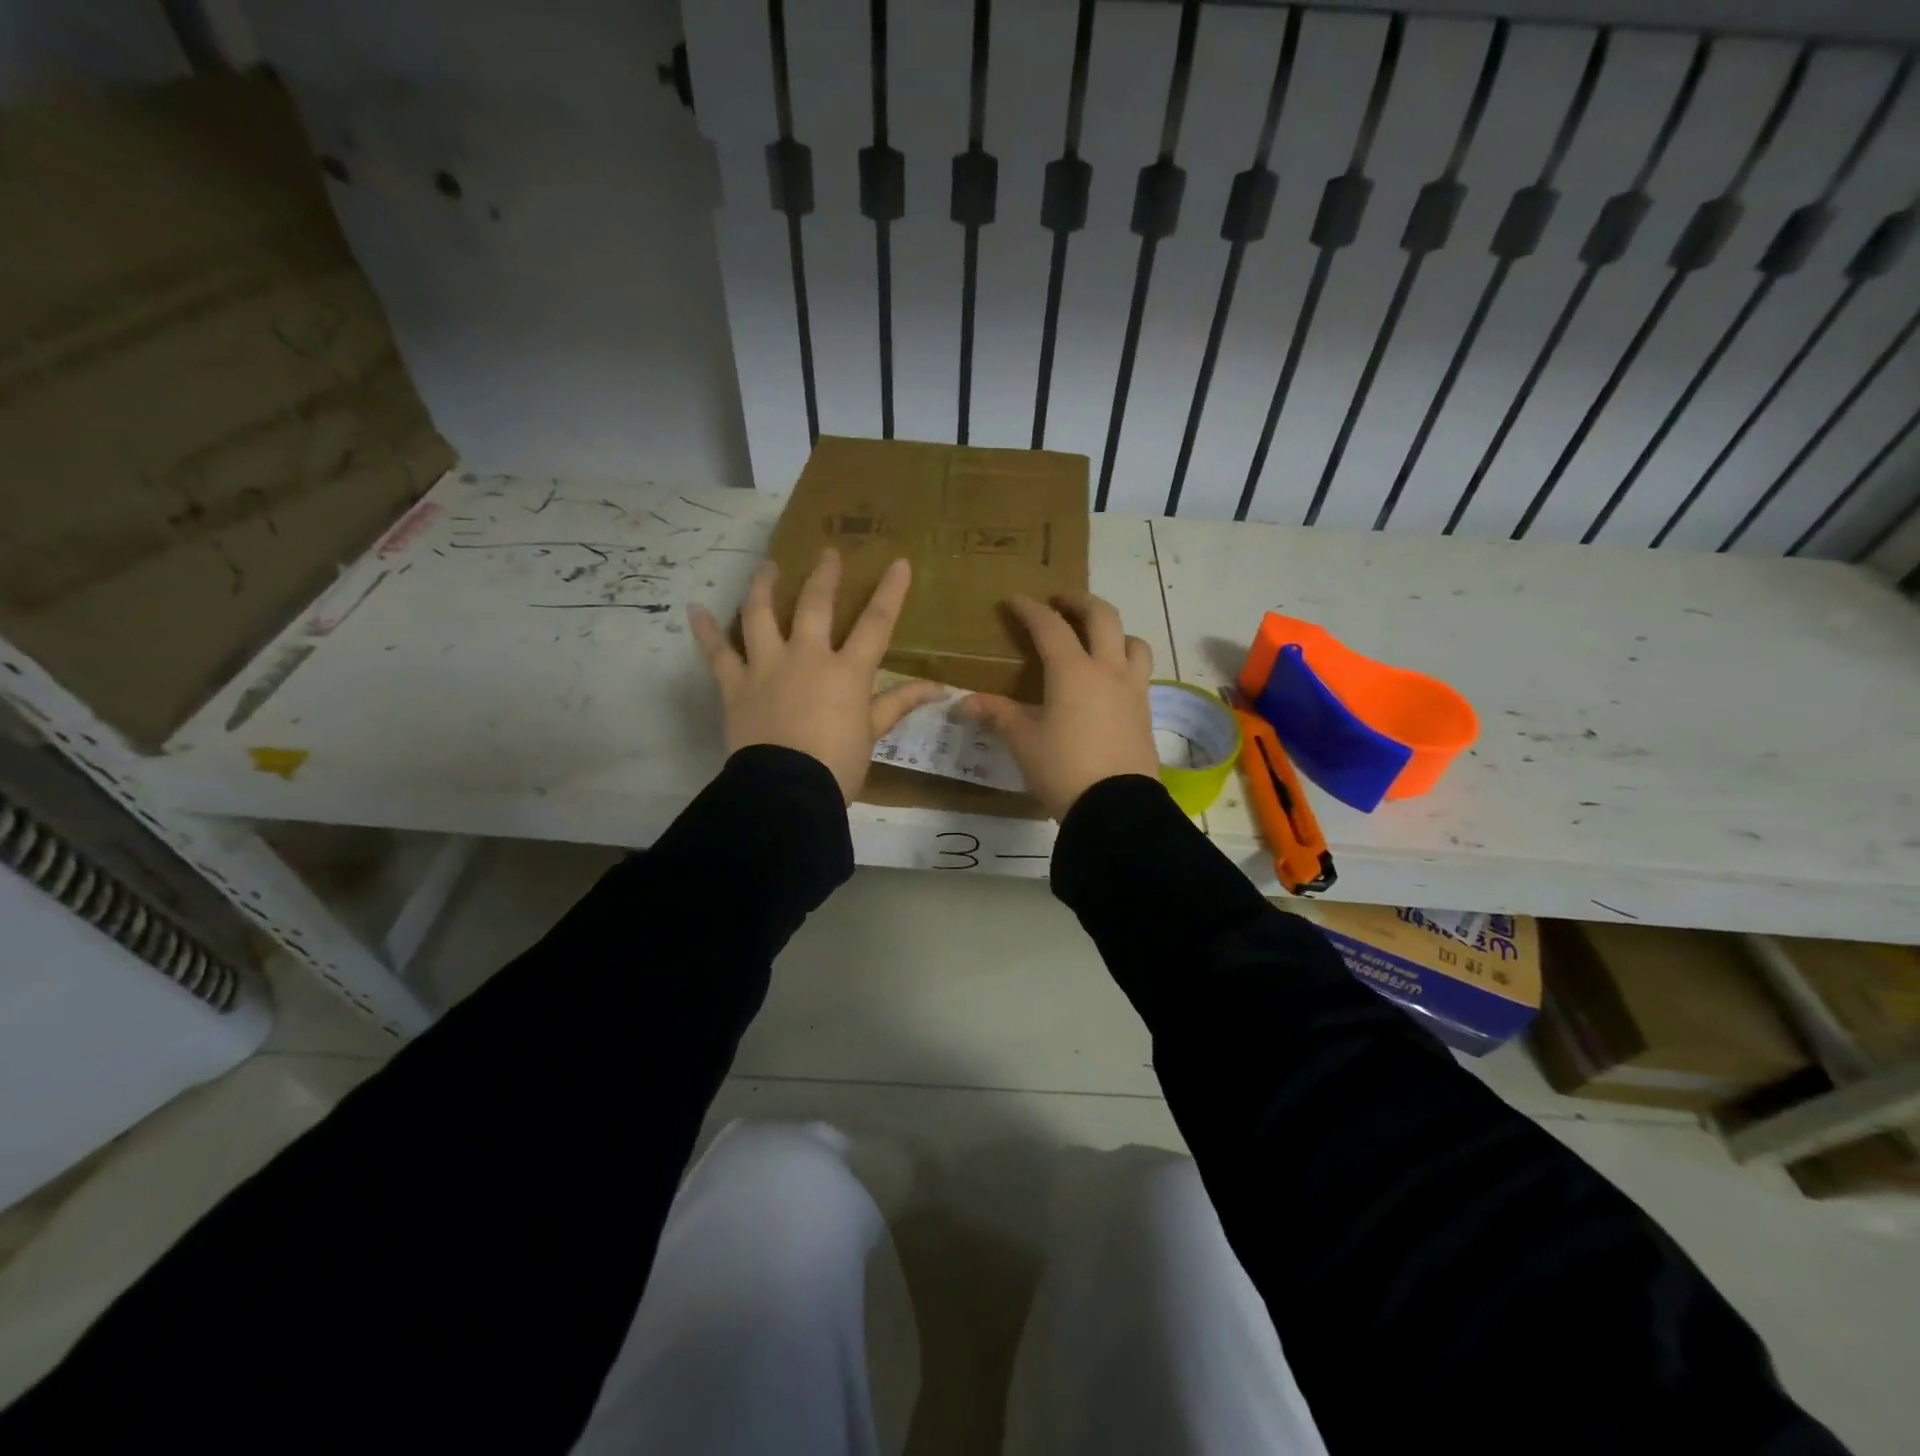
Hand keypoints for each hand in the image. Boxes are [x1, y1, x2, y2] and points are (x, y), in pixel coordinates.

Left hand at [690, 548, 943, 802]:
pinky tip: (694, 609)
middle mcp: (806, 657)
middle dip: (824, 575)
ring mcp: (767, 667)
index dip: (890, 592)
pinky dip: (705, 631)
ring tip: (767, 566)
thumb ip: (899, 703)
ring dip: (763, 585)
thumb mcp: (873, 734)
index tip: (899, 562)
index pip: (875, 624)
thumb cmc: (838, 766)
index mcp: (846, 671)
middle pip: (815, 605)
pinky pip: (717, 653)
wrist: (786, 790)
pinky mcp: (736, 685)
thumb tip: (939, 688)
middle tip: (827, 552)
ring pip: (760, 614)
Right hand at [960, 592, 1159, 819]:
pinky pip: (1140, 671)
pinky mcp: (1146, 711)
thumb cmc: (1062, 769)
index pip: (1050, 626)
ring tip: (1096, 638)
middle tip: (1060, 601)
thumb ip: (998, 714)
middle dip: (1079, 601)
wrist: (1115, 807)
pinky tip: (1109, 680)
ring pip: (1132, 641)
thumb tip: (964, 702)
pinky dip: (1125, 660)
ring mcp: (1133, 689)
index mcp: (1073, 671)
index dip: (1030, 609)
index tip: (1015, 600)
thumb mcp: (1023, 741)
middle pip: (1102, 616)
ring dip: (1113, 630)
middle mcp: (1108, 670)